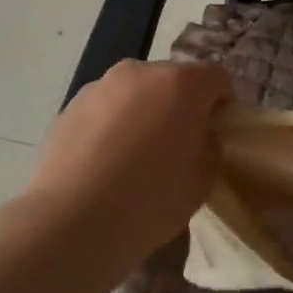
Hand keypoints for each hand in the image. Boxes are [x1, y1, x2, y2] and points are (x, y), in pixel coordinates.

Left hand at [25, 60, 234, 267]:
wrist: (74, 220)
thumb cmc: (153, 197)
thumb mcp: (205, 176)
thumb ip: (210, 143)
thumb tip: (197, 134)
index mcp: (182, 83)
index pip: (217, 78)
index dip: (224, 103)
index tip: (219, 131)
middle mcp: (140, 72)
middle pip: (172, 80)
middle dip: (181, 105)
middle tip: (180, 144)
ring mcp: (100, 87)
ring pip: (135, 93)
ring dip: (145, 113)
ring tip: (138, 156)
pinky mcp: (69, 108)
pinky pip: (105, 111)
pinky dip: (113, 127)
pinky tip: (108, 164)